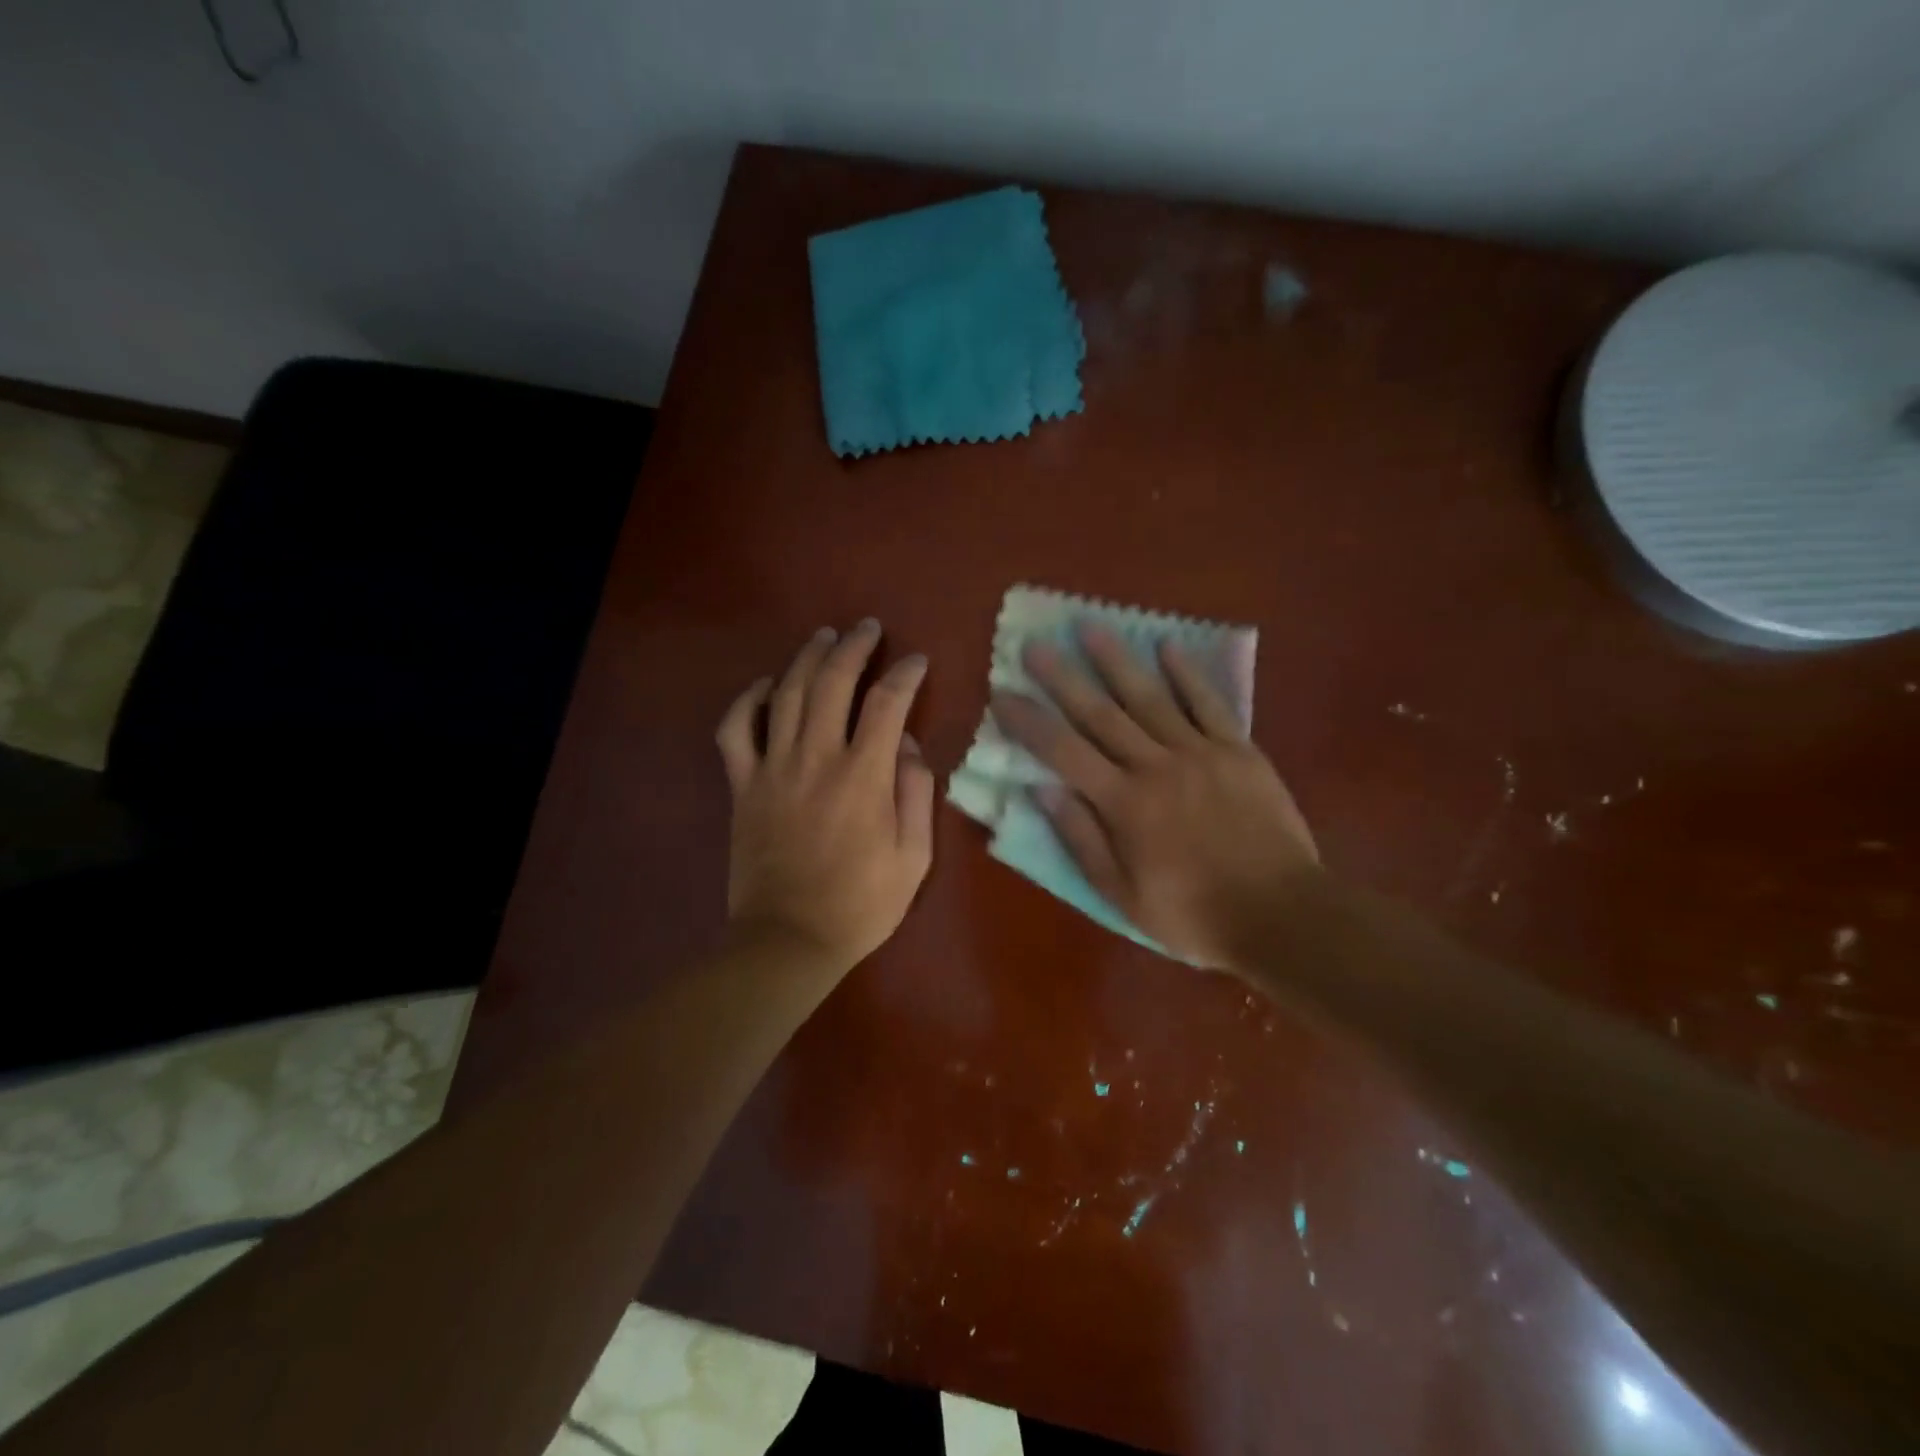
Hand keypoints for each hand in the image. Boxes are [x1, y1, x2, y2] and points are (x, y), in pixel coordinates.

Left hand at [716, 620, 933, 972]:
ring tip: (824, 637)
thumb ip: (915, 793)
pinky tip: (764, 685)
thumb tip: (905, 743)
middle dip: (854, 647)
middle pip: (832, 682)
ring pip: (785, 693)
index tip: (917, 661)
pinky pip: (735, 730)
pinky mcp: (742, 786)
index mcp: (863, 776)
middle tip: (868, 628)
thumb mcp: (913, 857)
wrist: (788, 940)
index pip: (887, 703)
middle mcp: (816, 758)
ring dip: (806, 658)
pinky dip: (746, 700)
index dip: (905, 674)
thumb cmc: (861, 904)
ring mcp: (772, 768)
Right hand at [991, 623, 1317, 969]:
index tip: (1002, 693)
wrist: (1282, 915)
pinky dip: (1186, 673)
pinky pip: (1208, 703)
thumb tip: (1041, 790)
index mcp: (1123, 803)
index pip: (1063, 751)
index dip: (1029, 721)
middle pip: (1100, 713)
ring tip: (1090, 627)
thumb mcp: (1122, 895)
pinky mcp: (1238, 751)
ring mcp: (1200, 752)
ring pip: (1149, 697)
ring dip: (1116, 660)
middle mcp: (1155, 766)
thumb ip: (1082, 839)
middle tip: (1035, 643)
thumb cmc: (1193, 914)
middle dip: (1063, 677)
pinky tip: (1167, 646)